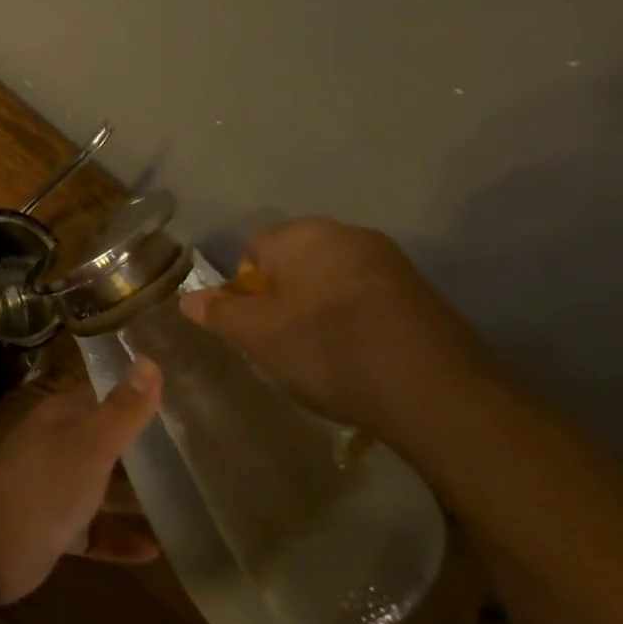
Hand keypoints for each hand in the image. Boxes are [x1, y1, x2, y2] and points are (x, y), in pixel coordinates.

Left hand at [0, 359, 162, 604]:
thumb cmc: (45, 482)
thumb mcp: (92, 442)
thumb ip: (123, 409)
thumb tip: (150, 360)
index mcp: (61, 418)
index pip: (100, 396)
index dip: (133, 396)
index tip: (177, 400)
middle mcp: (57, 447)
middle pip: (104, 443)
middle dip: (142, 449)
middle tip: (192, 455)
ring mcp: (54, 489)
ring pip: (100, 489)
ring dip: (134, 497)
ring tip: (185, 503)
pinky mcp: (55, 529)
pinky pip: (94, 531)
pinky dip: (119, 538)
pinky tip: (156, 551)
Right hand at [179, 217, 499, 439]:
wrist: (433, 390)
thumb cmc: (325, 348)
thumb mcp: (255, 335)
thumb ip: (218, 312)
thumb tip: (189, 298)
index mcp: (301, 234)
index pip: (253, 248)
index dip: (245, 288)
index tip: (254, 326)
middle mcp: (345, 233)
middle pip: (294, 261)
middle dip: (283, 296)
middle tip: (281, 341)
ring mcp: (389, 260)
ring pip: (331, 279)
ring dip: (319, 308)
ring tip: (322, 354)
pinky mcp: (421, 292)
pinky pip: (368, 297)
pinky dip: (356, 320)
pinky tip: (360, 356)